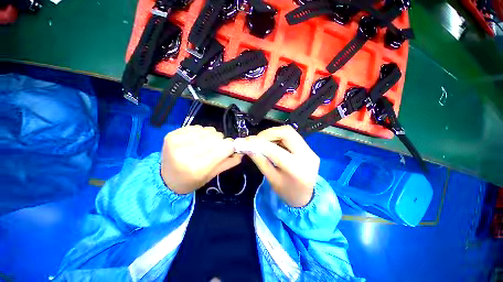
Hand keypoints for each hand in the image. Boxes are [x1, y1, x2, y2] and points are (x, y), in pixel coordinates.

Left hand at [160, 125, 241, 193]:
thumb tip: (241, 151)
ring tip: (204, 146)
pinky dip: (201, 133)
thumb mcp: (212, 176)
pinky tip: (195, 141)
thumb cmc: (191, 181)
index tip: (230, 149)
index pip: (225, 147)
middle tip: (214, 150)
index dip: (230, 147)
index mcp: (197, 167)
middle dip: (220, 142)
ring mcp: (177, 141)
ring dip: (211, 137)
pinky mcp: (172, 133)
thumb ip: (229, 162)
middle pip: (217, 137)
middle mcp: (186, 153)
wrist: (166, 179)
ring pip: (209, 130)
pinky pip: (198, 127)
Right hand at [246, 125, 319, 206]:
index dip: (259, 143)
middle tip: (256, 139)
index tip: (247, 141)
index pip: (275, 150)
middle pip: (286, 132)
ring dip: (273, 133)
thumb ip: (261, 161)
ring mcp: (310, 150)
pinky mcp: (309, 148)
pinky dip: (279, 136)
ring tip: (263, 141)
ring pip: (289, 131)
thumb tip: (248, 147)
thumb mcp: (272, 179)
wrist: (308, 198)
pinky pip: (292, 136)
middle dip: (268, 133)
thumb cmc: (288, 193)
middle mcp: (307, 156)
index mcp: (297, 169)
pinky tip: (272, 142)